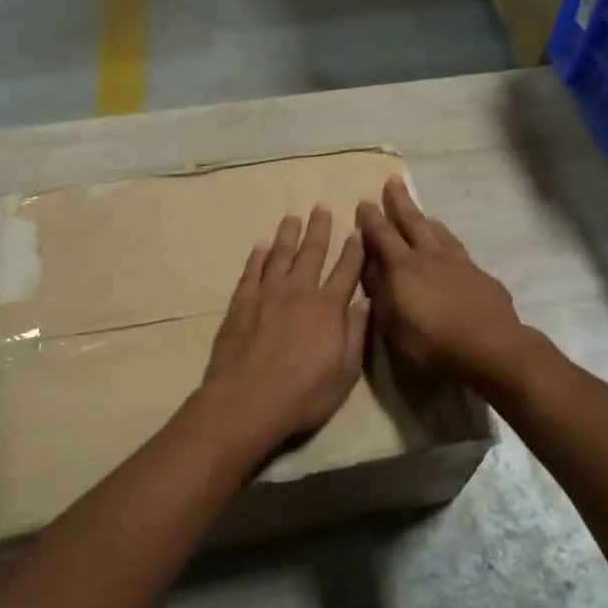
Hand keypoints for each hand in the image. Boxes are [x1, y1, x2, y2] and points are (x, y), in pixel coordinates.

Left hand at [200, 205, 369, 455]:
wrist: (247, 401)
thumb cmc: (303, 393)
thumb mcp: (345, 371)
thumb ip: (356, 333)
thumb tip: (366, 301)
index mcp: (328, 307)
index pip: (347, 270)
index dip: (355, 249)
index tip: (358, 230)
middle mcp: (299, 291)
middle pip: (312, 252)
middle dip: (320, 228)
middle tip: (322, 206)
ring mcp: (267, 294)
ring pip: (279, 255)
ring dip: (287, 234)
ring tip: (292, 217)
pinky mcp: (241, 303)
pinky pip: (251, 272)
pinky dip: (257, 257)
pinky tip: (260, 245)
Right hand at [356, 179, 524, 389]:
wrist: (491, 348)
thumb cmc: (432, 343)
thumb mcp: (392, 324)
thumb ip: (380, 292)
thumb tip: (371, 267)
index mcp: (404, 268)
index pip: (382, 236)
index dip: (371, 219)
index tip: (364, 201)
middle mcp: (431, 257)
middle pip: (414, 222)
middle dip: (401, 202)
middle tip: (393, 181)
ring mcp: (460, 264)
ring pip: (441, 234)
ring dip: (428, 221)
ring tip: (424, 214)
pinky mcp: (482, 277)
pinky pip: (461, 252)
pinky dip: (450, 245)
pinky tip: (453, 253)